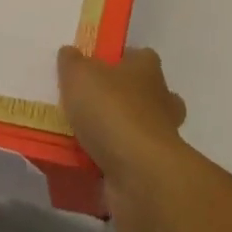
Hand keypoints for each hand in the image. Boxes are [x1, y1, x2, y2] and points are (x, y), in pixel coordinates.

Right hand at [57, 45, 189, 231]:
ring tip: (79, 142)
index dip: (118, 61)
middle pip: (143, 95)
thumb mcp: (79, 75)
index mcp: (147, 68)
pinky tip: (84, 170)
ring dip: (115, 138)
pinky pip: (128, 166)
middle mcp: (161, 100)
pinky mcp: (153, 174)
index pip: (138, 56)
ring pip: (137, 132)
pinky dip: (111, 169)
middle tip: (87, 109)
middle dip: (121, 102)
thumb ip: (72, 62)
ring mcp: (161, 140)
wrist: (140, 178)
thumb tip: (69, 54)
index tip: (95, 70)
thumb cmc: (113, 112)